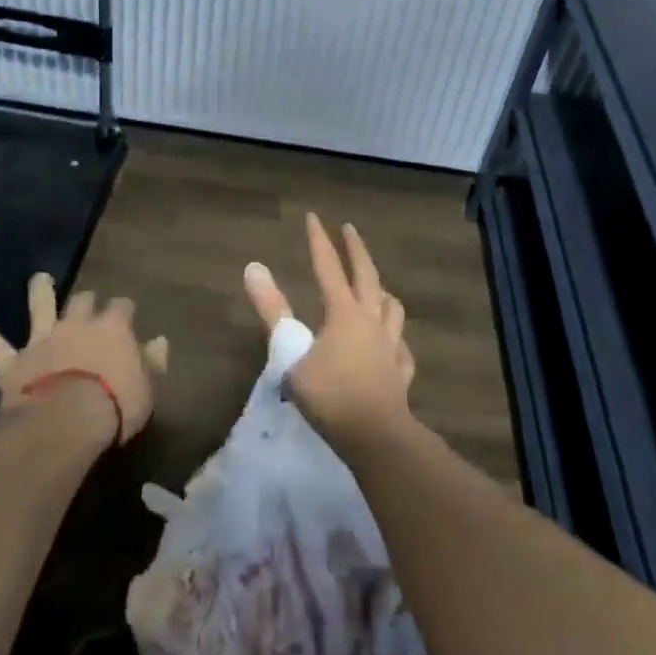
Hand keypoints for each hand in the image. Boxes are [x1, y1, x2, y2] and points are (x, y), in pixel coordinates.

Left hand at [0, 274, 169, 444]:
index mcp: (113, 327)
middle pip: (84, 300)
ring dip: (39, 291)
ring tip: (38, 279)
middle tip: (87, 307)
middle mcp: (78, 323)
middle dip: (86, 301)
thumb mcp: (148, 387)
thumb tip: (159, 340)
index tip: (126, 321)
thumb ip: (153, 362)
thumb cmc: (116, 404)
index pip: (123, 307)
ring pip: (40, 306)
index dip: (124, 314)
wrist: (68, 421)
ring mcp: (43, 339)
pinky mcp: (14, 362)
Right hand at [244, 213, 415, 443]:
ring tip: (379, 287)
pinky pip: (402, 348)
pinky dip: (396, 339)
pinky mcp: (402, 373)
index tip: (314, 216)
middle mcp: (371, 321)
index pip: (328, 267)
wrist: (377, 437)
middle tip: (350, 229)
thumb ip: (273, 311)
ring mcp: (391, 347)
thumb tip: (253, 268)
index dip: (319, 241)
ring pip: (392, 308)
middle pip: (367, 276)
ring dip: (383, 291)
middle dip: (357, 250)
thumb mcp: (290, 354)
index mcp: (343, 313)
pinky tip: (394, 344)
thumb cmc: (330, 396)